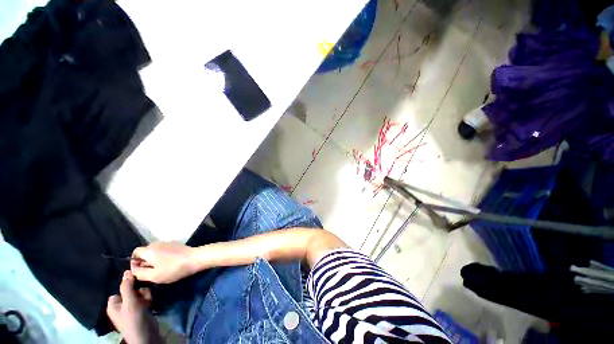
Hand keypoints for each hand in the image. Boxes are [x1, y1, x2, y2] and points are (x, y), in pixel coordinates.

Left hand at [106, 271, 161, 343]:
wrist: (147, 334)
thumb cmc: (134, 319)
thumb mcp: (130, 302)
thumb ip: (127, 287)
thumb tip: (127, 271)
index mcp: (114, 304)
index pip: (120, 287)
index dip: (128, 284)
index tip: (137, 282)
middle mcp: (121, 305)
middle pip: (131, 289)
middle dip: (139, 290)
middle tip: (143, 295)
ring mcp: (132, 307)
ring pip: (140, 292)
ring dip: (145, 294)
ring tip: (148, 300)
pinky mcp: (141, 308)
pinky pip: (145, 298)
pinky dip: (148, 299)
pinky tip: (150, 303)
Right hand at [131, 242, 197, 283]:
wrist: (195, 258)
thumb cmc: (173, 268)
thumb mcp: (153, 276)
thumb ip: (139, 273)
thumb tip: (133, 269)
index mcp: (149, 249)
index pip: (135, 252)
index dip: (134, 262)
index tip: (140, 271)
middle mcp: (157, 243)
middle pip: (145, 251)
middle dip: (144, 261)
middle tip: (151, 272)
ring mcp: (168, 242)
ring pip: (155, 251)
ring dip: (154, 259)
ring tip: (160, 269)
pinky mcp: (176, 244)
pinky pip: (164, 250)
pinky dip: (163, 256)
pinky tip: (169, 264)